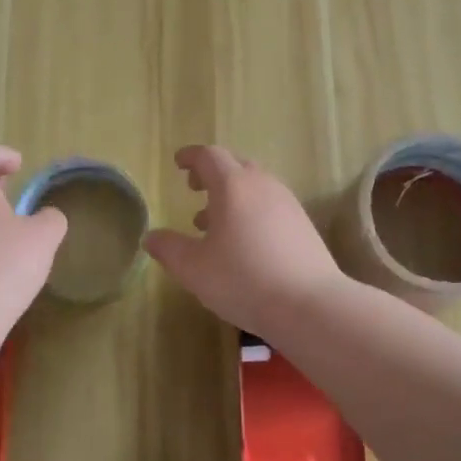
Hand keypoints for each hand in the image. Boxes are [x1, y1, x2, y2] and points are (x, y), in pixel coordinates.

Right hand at [144, 144, 345, 340]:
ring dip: (232, 195)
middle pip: (236, 165)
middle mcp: (263, 185)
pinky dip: (251, 211)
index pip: (209, 156)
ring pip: (255, 186)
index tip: (178, 163)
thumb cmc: (244, 279)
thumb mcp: (194, 269)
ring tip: (213, 222)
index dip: (191, 157)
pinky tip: (243, 242)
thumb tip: (151, 237)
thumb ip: (169, 249)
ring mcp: (288, 203)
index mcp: (233, 185)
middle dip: (212, 173)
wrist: (310, 304)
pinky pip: (270, 205)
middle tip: (195, 189)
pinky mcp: (303, 225)